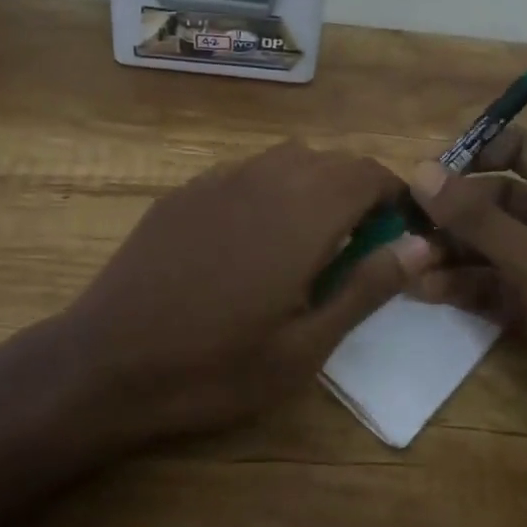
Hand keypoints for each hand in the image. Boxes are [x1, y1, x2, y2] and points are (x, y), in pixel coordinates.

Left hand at [51, 141, 433, 445]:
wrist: (105, 363)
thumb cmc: (214, 367)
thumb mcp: (304, 347)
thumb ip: (365, 287)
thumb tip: (421, 245)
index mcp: (302, 213)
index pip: (367, 173)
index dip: (393, 194)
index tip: (399, 231)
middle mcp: (263, 179)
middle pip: (330, 160)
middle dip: (357, 190)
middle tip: (357, 246)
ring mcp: (217, 180)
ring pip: (286, 159)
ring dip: (313, 184)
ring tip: (308, 240)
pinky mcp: (184, 192)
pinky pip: (245, 172)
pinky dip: (269, 189)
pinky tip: (251, 239)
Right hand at [405, 127, 526, 476]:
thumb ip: (478, 220)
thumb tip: (420, 171)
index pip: (521, 151)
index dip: (473, 154)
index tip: (423, 173)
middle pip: (501, 202)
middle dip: (454, 214)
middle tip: (402, 225)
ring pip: (496, 246)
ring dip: (454, 252)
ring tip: (406, 262)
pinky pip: (500, 285)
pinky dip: (467, 286)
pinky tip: (426, 290)